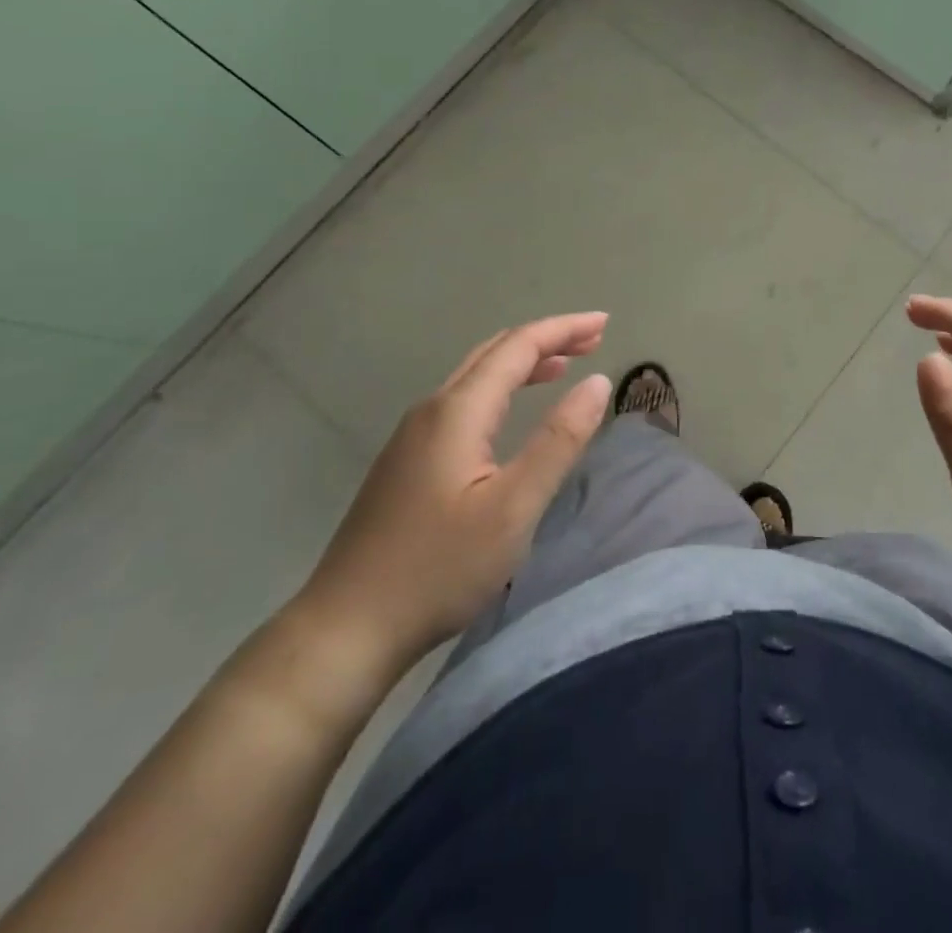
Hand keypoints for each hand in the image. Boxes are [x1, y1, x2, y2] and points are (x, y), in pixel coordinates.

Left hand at [289, 313, 612, 705]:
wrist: (346, 629)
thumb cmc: (439, 568)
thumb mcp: (513, 507)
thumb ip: (558, 440)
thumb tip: (596, 383)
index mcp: (457, 411)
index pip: (518, 346)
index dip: (564, 329)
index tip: (605, 322)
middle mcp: (432, 409)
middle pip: (495, 352)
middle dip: (546, 339)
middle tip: (594, 340)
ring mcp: (413, 435)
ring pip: (476, 376)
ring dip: (523, 362)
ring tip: (565, 366)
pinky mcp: (407, 461)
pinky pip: (463, 401)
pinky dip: (501, 388)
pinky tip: (512, 412)